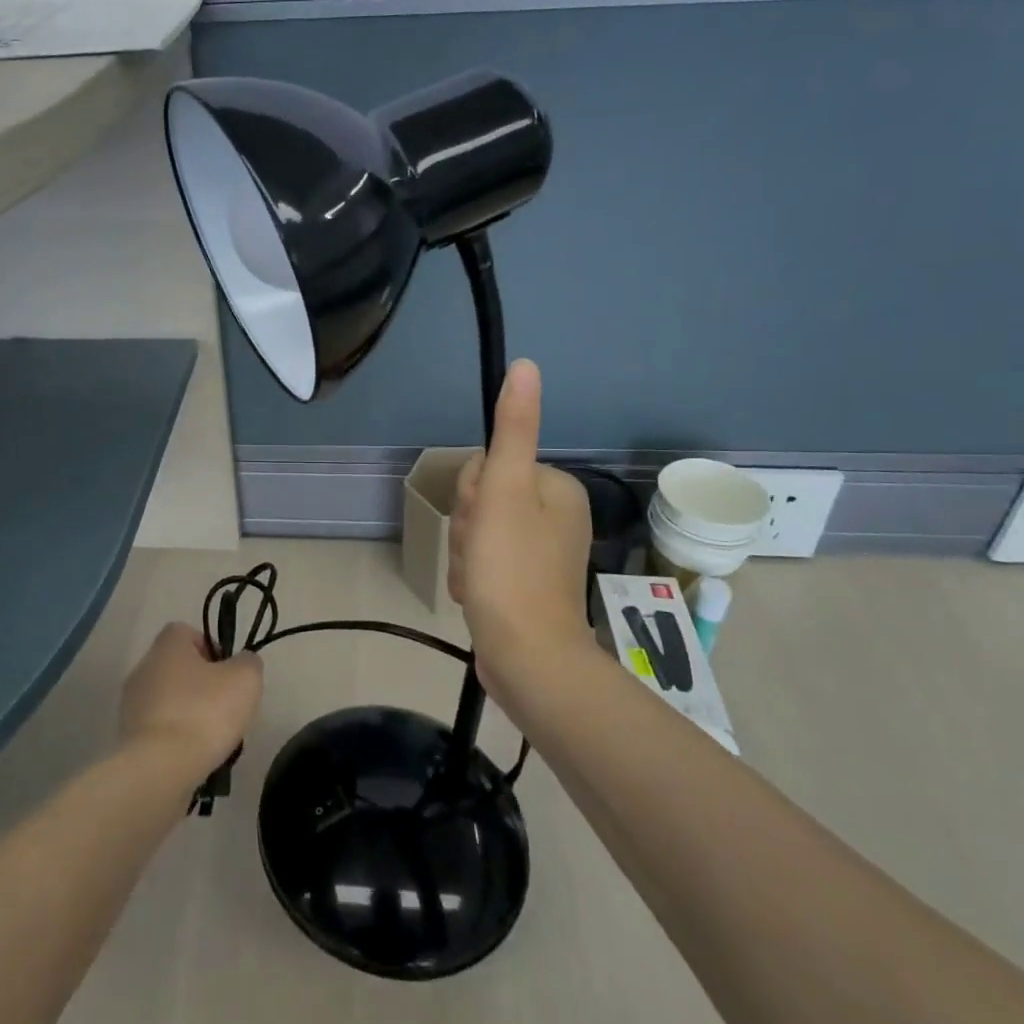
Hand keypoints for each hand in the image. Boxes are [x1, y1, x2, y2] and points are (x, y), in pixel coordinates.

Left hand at [119, 623, 262, 780]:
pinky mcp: (127, 739)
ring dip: (189, 715)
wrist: (160, 769)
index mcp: (167, 645)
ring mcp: (131, 705)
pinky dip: (175, 740)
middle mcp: (143, 668)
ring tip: (212, 740)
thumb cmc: (204, 712)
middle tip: (225, 708)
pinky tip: (193, 758)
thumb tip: (242, 662)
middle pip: (178, 668)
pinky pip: (158, 731)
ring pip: (169, 701)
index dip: (211, 648)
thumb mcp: (245, 679)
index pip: (187, 632)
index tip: (228, 673)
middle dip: (202, 686)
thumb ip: (248, 662)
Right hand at [449, 360, 594, 693]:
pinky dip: (474, 577)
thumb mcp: (506, 490)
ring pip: (478, 534)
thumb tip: (526, 365)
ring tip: (478, 581)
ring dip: (467, 556)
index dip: (472, 494)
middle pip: (482, 501)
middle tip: (481, 556)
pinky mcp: (525, 584)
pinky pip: (484, 563)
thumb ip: (513, 428)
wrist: (527, 659)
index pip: (487, 466)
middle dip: (469, 529)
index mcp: (555, 487)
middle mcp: (555, 515)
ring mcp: (540, 552)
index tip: (482, 522)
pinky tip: (477, 597)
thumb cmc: (513, 569)